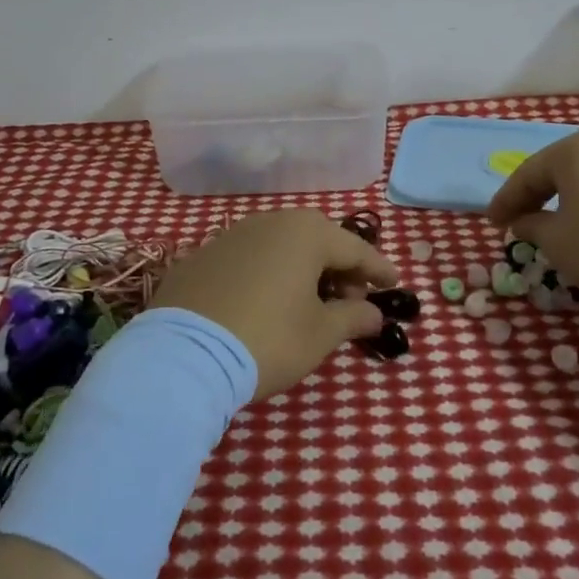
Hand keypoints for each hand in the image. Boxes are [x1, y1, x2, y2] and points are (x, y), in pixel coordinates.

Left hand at [151, 209, 397, 398]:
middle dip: (340, 268)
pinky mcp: (203, 256)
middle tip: (352, 300)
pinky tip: (267, 303)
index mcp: (306, 233)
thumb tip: (374, 313)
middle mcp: (270, 222)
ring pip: (281, 246)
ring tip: (310, 303)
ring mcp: (232, 235)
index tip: (394, 284)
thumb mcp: (320, 335)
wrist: (184, 355)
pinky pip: (250, 259)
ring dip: (303, 270)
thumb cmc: (268, 339)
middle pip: (317, 241)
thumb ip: (353, 318)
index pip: (355, 248)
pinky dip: (268, 274)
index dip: (378, 268)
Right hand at [486, 129, 578, 324]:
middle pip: (566, 170)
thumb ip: (532, 227)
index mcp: (577, 149)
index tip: (492, 224)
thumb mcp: (557, 243)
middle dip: (542, 195)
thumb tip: (524, 222)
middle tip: (524, 220)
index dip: (506, 200)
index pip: (529, 174)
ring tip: (569, 226)